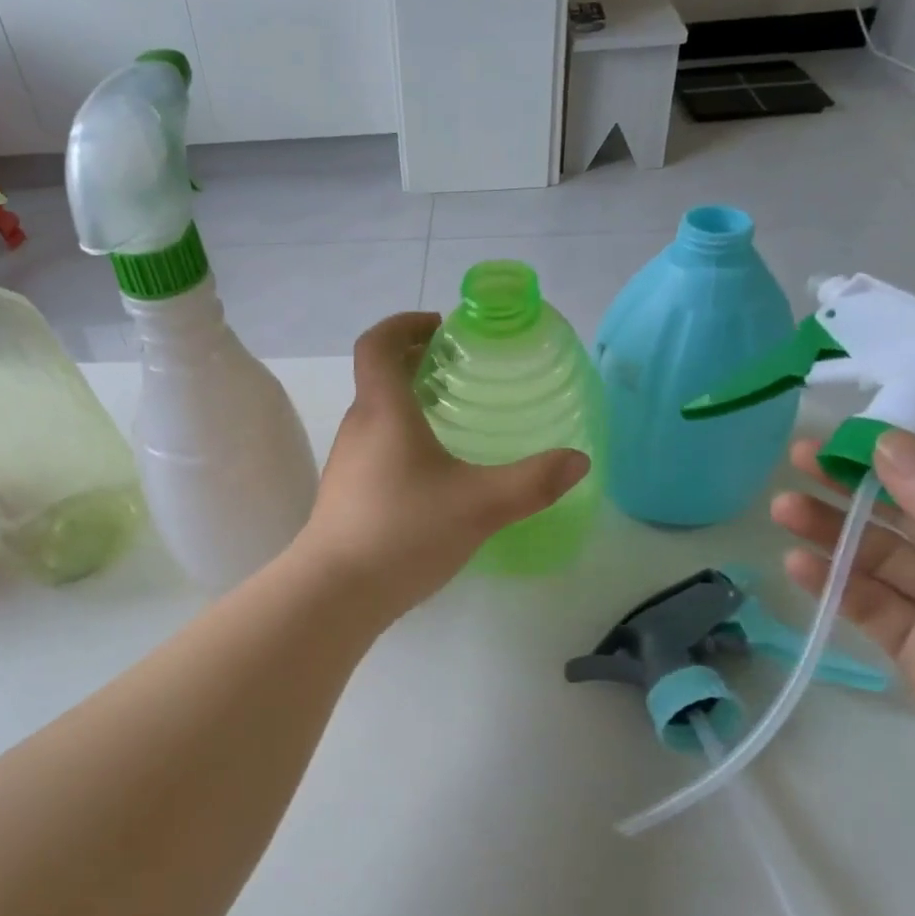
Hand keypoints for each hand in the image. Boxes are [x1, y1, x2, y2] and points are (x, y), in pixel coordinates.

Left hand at [295, 313, 589, 617]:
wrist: (336, 591)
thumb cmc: (405, 531)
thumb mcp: (480, 505)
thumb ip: (533, 481)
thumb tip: (578, 460)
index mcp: (382, 411)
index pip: (377, 344)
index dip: (403, 324)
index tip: (439, 327)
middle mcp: (357, 427)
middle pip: (378, 376)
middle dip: (415, 361)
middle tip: (458, 370)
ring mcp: (346, 461)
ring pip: (376, 413)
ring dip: (408, 402)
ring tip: (451, 418)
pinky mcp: (345, 492)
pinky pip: (374, 445)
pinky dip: (401, 437)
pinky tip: (432, 473)